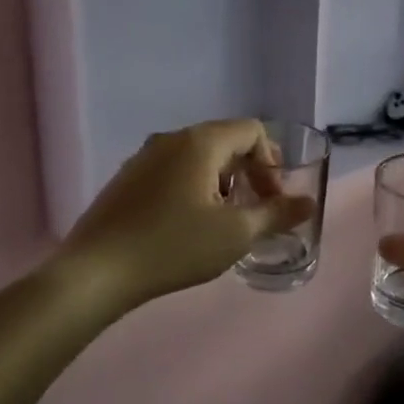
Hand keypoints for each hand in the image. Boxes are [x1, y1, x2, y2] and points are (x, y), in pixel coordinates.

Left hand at [62, 120, 315, 313]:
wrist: (95, 272)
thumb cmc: (173, 247)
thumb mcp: (235, 234)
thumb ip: (277, 214)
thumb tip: (309, 203)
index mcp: (200, 142)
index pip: (252, 131)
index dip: (272, 162)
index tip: (272, 199)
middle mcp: (171, 139)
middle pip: (225, 141)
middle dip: (249, 172)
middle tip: (255, 210)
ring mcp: (143, 157)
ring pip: (197, 157)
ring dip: (221, 181)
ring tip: (223, 221)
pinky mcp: (126, 179)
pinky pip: (172, 170)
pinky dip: (193, 187)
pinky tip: (187, 226)